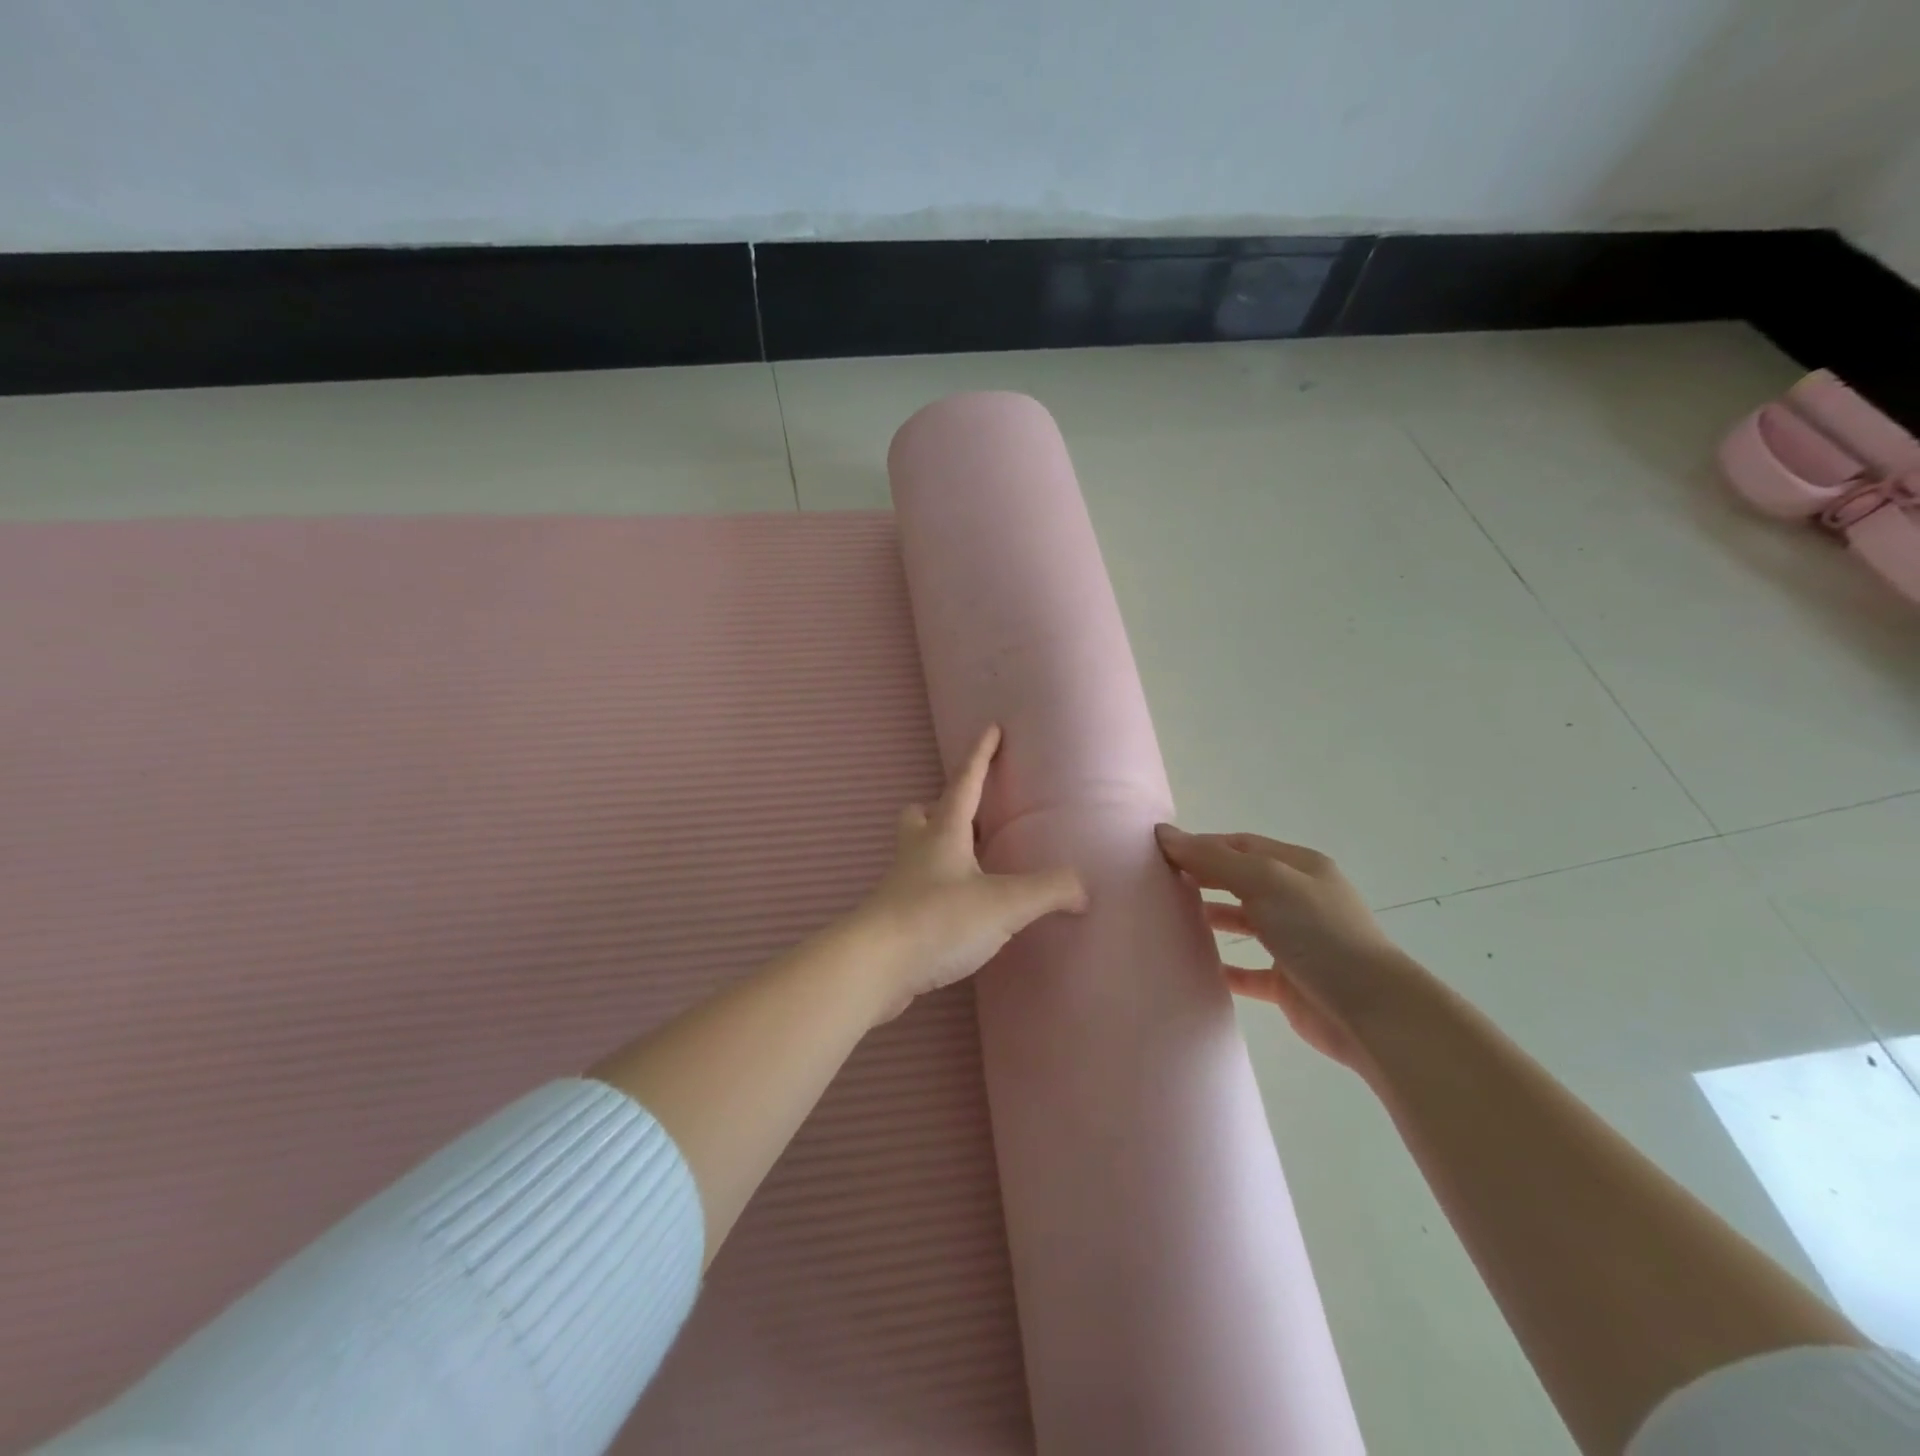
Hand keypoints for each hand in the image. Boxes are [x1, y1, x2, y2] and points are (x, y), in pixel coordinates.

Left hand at [857, 726, 1087, 1020]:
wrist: (874, 966)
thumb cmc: (938, 920)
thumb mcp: (1004, 904)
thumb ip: (1048, 890)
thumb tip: (1082, 889)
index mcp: (944, 833)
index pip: (965, 782)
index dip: (981, 755)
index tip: (992, 729)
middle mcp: (917, 851)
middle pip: (921, 814)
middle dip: (942, 807)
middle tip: (969, 815)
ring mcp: (900, 884)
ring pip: (916, 851)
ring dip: (937, 848)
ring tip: (969, 864)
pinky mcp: (894, 918)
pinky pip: (916, 889)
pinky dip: (936, 888)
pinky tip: (956, 910)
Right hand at [1155, 825, 1426, 1072]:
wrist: (1370, 1011)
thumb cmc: (1318, 933)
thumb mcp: (1266, 882)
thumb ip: (1214, 860)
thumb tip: (1165, 834)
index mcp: (1298, 867)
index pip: (1240, 845)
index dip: (1200, 844)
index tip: (1159, 850)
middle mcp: (1297, 899)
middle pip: (1240, 879)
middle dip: (1202, 875)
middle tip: (1158, 880)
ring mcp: (1294, 941)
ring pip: (1244, 921)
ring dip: (1211, 915)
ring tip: (1171, 916)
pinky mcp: (1288, 982)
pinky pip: (1248, 970)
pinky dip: (1224, 966)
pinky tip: (1195, 965)